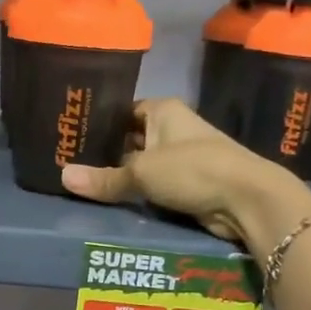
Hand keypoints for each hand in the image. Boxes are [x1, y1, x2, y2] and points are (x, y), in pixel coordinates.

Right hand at [61, 99, 310, 243]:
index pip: (122, 110)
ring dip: (121, 174)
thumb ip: (103, 178)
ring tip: (82, 182)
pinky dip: (137, 192)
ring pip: (141, 163)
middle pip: (130, 137)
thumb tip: (63, 177)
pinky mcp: (189, 183)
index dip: (98, 122)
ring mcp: (182, 156)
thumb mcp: (141, 172)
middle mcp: (172, 128)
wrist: (248, 199)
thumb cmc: (193, 169)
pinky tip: (111, 199)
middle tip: (68, 162)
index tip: (70, 135)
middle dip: (105, 151)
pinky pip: (154, 185)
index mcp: (162, 110)